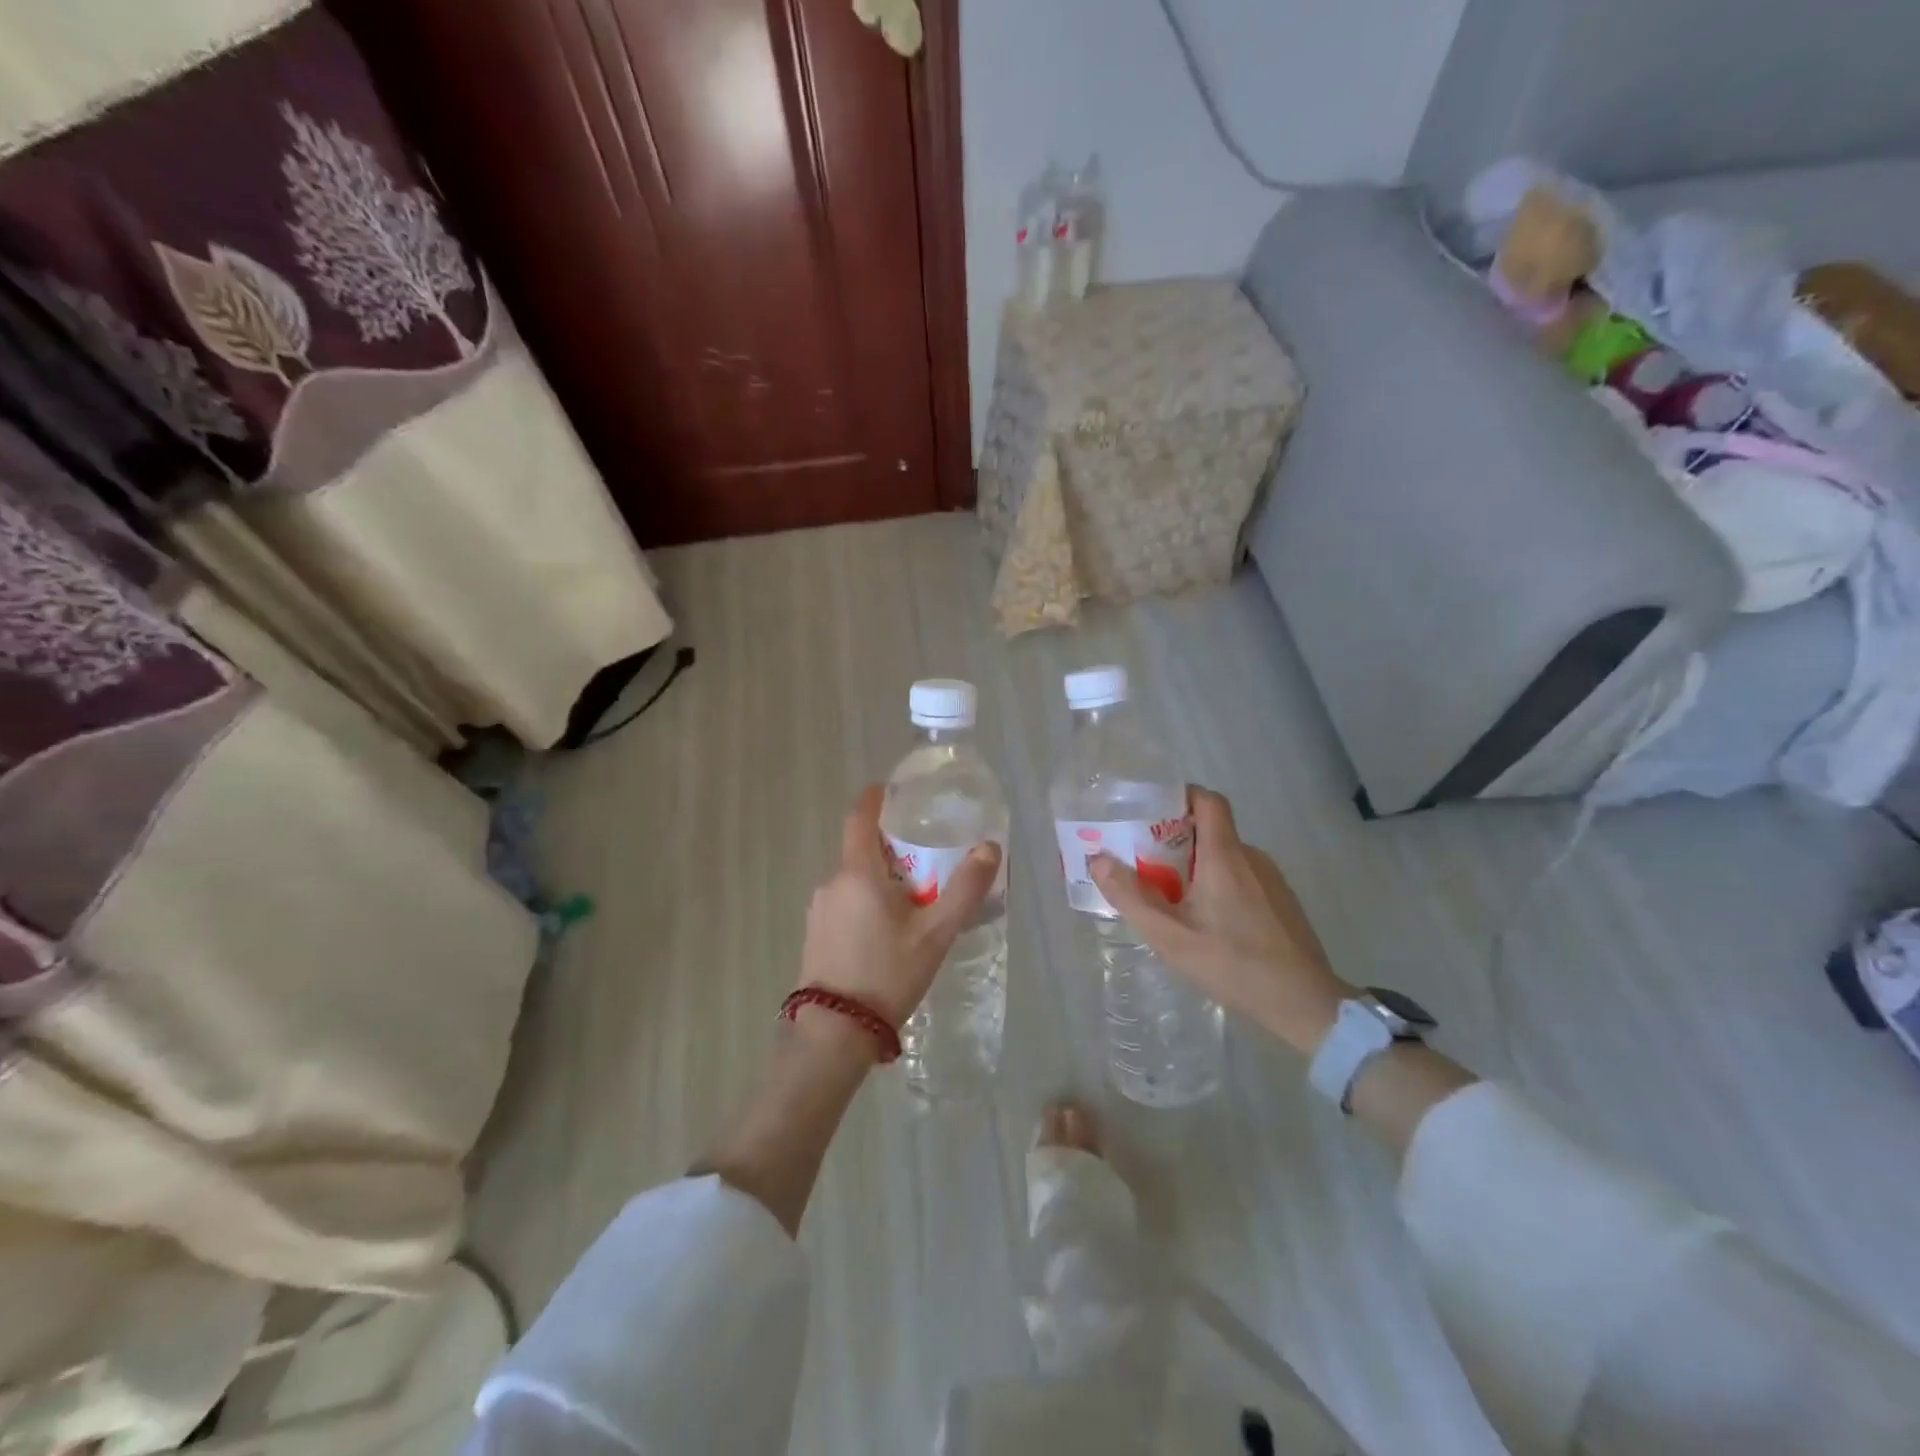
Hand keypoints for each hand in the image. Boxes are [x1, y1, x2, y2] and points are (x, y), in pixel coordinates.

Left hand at [798, 785, 1001, 1043]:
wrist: (834, 1033)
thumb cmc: (887, 973)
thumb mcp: (936, 932)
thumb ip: (965, 888)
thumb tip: (990, 847)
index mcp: (858, 873)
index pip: (859, 818)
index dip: (873, 799)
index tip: (889, 789)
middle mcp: (831, 883)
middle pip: (861, 852)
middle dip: (891, 850)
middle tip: (926, 862)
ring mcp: (818, 911)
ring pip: (854, 881)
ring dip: (880, 881)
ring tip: (913, 904)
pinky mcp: (814, 935)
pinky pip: (844, 905)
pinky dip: (866, 904)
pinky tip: (886, 935)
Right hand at [1091, 786, 1352, 1053]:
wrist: (1306, 1003)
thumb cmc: (1234, 963)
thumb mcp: (1170, 936)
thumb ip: (1131, 897)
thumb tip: (1098, 859)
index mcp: (1224, 855)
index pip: (1207, 800)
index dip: (1180, 796)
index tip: (1151, 813)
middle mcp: (1251, 857)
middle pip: (1210, 830)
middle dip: (1174, 841)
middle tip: (1144, 866)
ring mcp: (1271, 880)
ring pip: (1225, 857)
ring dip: (1195, 867)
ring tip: (1169, 899)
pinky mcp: (1281, 902)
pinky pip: (1242, 878)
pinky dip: (1218, 885)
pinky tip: (1207, 923)